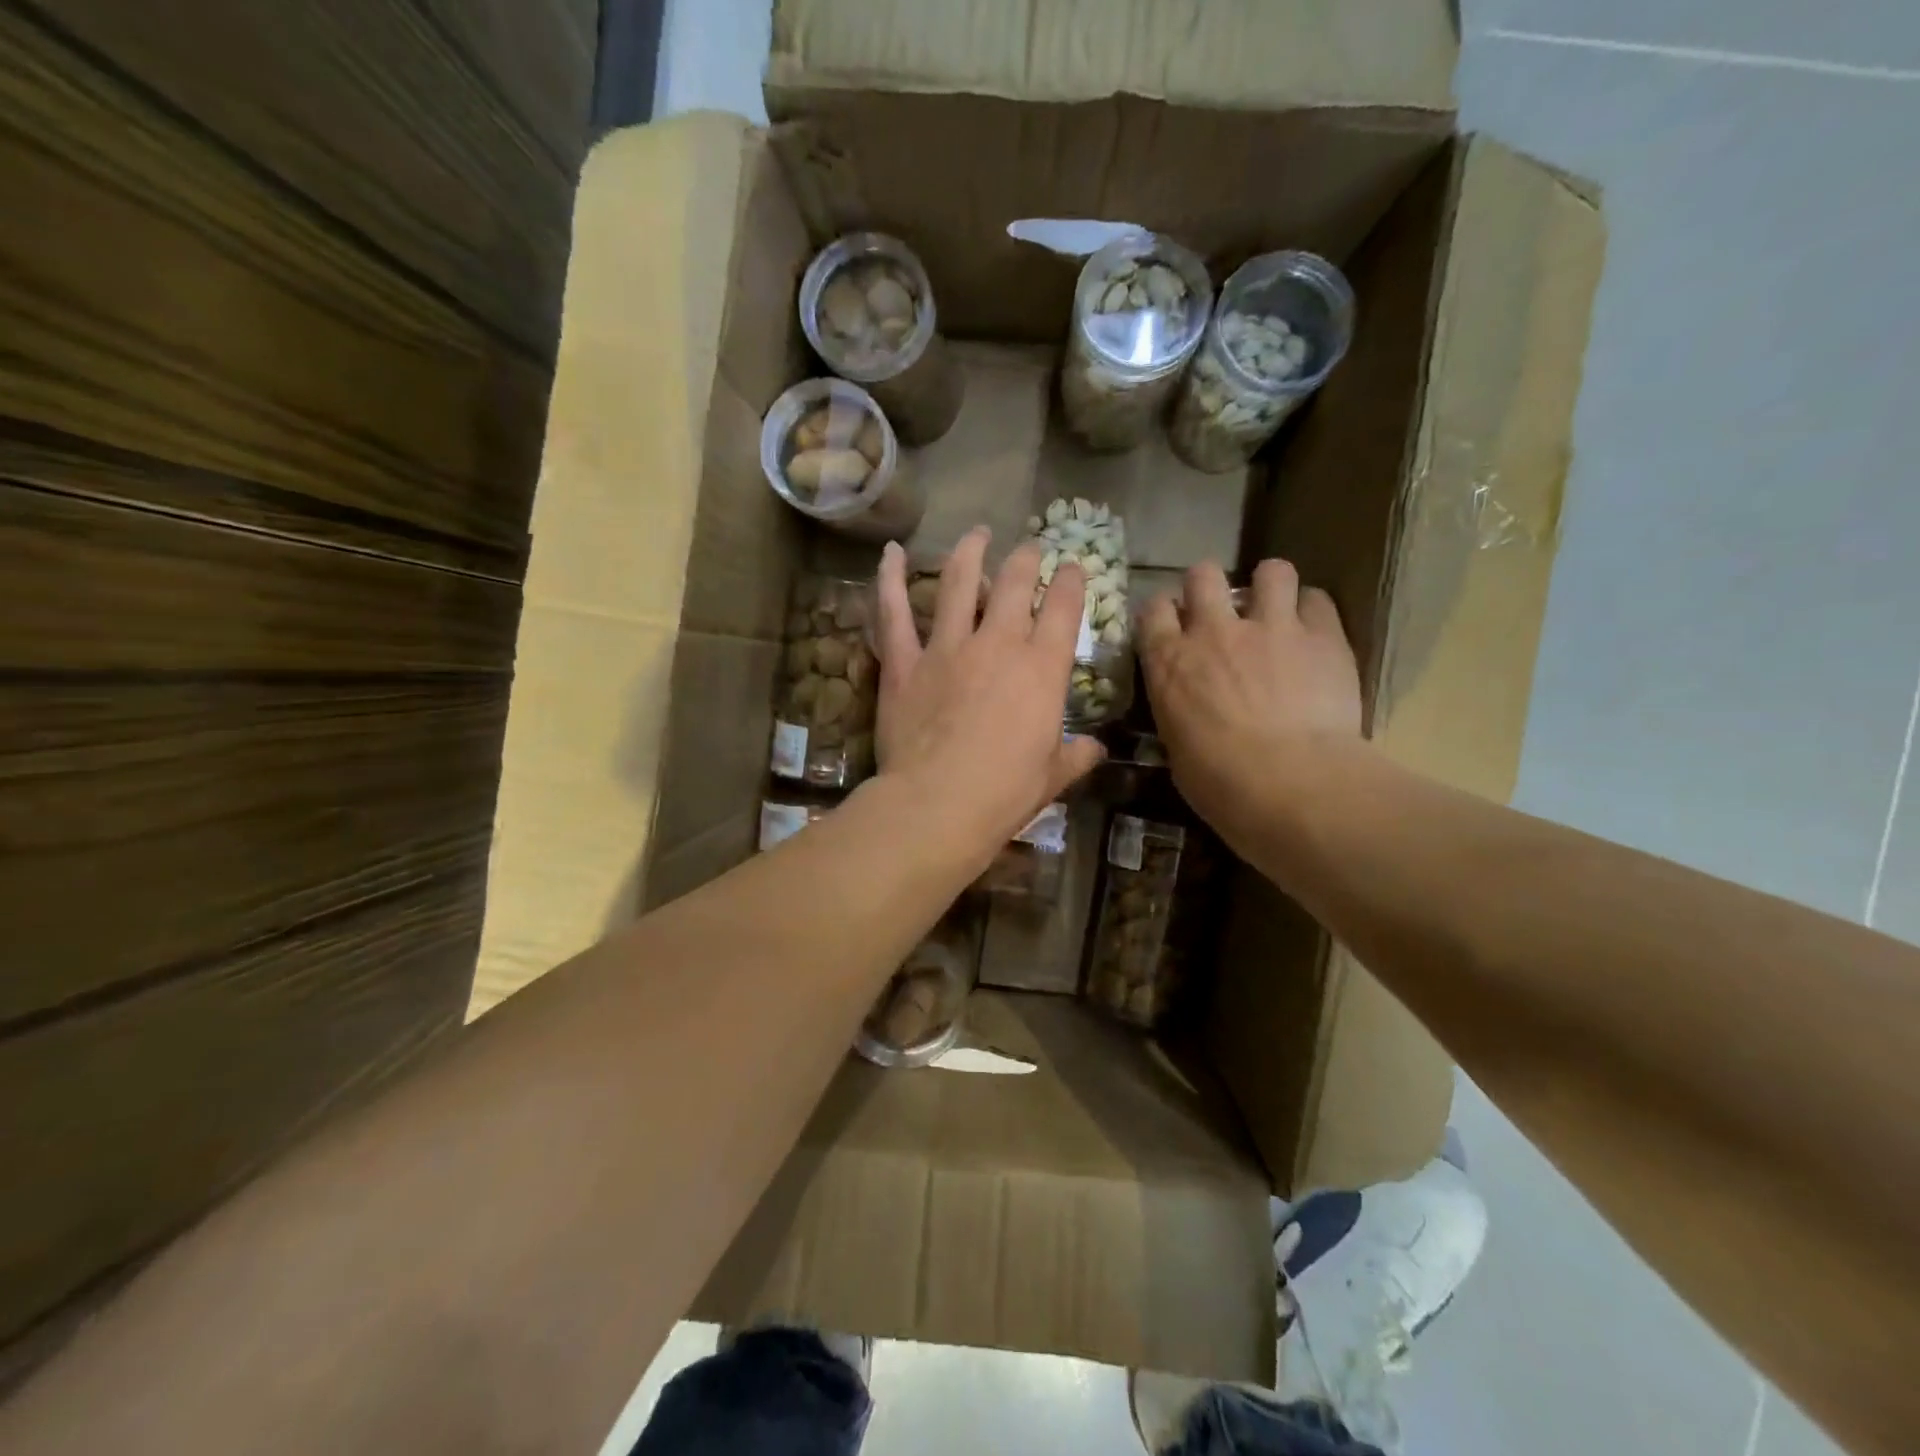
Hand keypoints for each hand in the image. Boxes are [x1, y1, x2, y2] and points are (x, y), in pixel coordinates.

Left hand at [873, 527, 1104, 854]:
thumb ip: (1075, 756)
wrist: (938, 804)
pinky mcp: (904, 662)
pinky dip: (890, 580)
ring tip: (977, 533)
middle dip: (1026, 559)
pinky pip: (894, 613)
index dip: (1071, 581)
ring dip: (969, 552)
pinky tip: (891, 553)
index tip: (1072, 566)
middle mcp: (998, 644)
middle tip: (1029, 548)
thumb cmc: (1004, 794)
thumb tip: (1096, 750)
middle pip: (1014, 583)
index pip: (1063, 609)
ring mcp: (947, 648)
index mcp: (1042, 669)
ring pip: (958, 582)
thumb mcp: (1052, 777)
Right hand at [1138, 558, 1360, 846]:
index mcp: (1169, 662)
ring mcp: (1271, 626)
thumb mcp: (1177, 747)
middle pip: (1203, 574)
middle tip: (1223, 613)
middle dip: (1210, 587)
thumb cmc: (1219, 783)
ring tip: (1276, 610)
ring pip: (1270, 571)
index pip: (1154, 610)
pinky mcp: (1322, 635)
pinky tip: (1313, 633)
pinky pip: (1317, 599)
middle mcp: (1214, 631)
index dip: (1165, 613)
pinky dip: (1312, 611)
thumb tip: (1189, 711)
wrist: (1290, 783)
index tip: (1175, 627)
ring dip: (1269, 586)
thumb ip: (1180, 711)